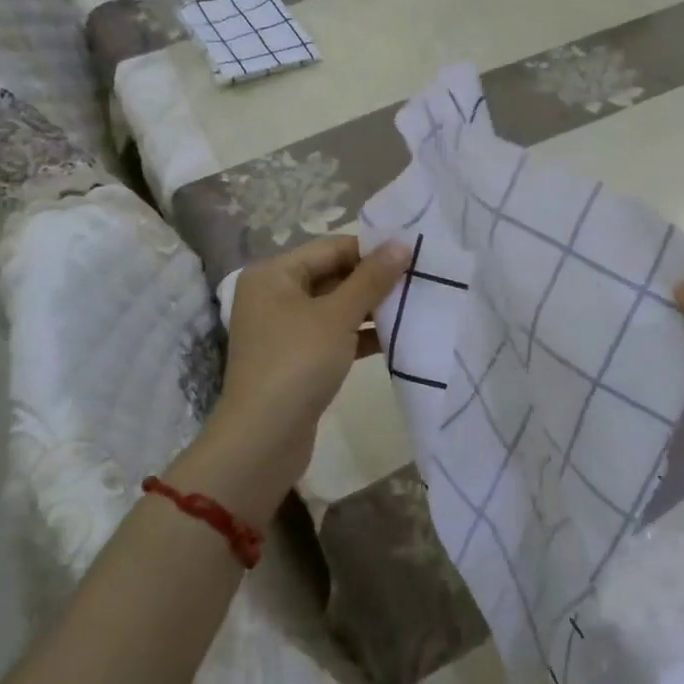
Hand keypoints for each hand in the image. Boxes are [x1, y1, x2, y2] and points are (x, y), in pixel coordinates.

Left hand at [187, 236, 408, 516]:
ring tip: (416, 305)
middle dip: (374, 280)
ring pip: (335, 308)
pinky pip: (333, 335)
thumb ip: (371, 279)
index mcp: (274, 274)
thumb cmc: (297, 363)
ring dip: (371, 308)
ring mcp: (284, 330)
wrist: (263, 439)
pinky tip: (397, 338)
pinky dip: (360, 335)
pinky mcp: (297, 359)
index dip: (371, 250)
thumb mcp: (337, 316)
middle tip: (420, 279)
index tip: (413, 254)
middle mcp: (274, 295)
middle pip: (332, 275)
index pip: (331, 248)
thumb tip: (401, 244)